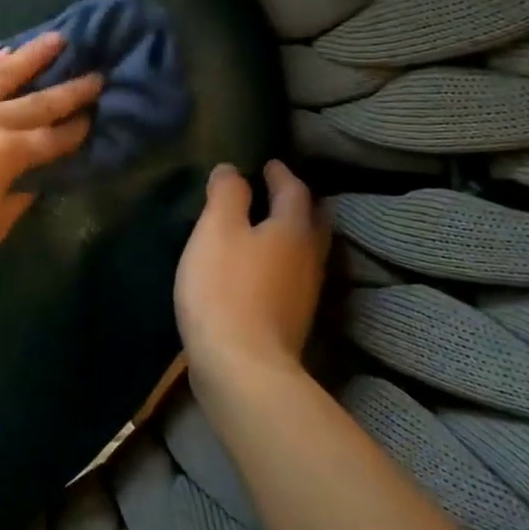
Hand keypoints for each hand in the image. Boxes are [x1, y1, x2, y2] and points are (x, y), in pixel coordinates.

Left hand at [0, 33, 101, 284]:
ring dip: (32, 57)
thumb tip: (30, 182)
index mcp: (7, 155)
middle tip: (97, 73)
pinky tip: (0, 53)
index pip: (52, 139)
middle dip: (70, 89)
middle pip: (36, 101)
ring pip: (1, 74)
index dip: (76, 130)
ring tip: (56, 39)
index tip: (96, 115)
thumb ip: (13, 202)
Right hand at [175, 161, 328, 394]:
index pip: (295, 191)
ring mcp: (304, 293)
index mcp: (293, 230)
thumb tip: (232, 170)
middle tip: (279, 191)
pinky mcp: (291, 320)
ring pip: (305, 251)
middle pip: (312, 222)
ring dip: (292, 233)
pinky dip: (281, 261)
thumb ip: (226, 195)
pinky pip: (292, 276)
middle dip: (298, 203)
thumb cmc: (224, 287)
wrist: (241, 366)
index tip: (269, 163)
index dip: (281, 173)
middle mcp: (308, 258)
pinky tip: (262, 268)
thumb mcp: (216, 230)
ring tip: (269, 226)